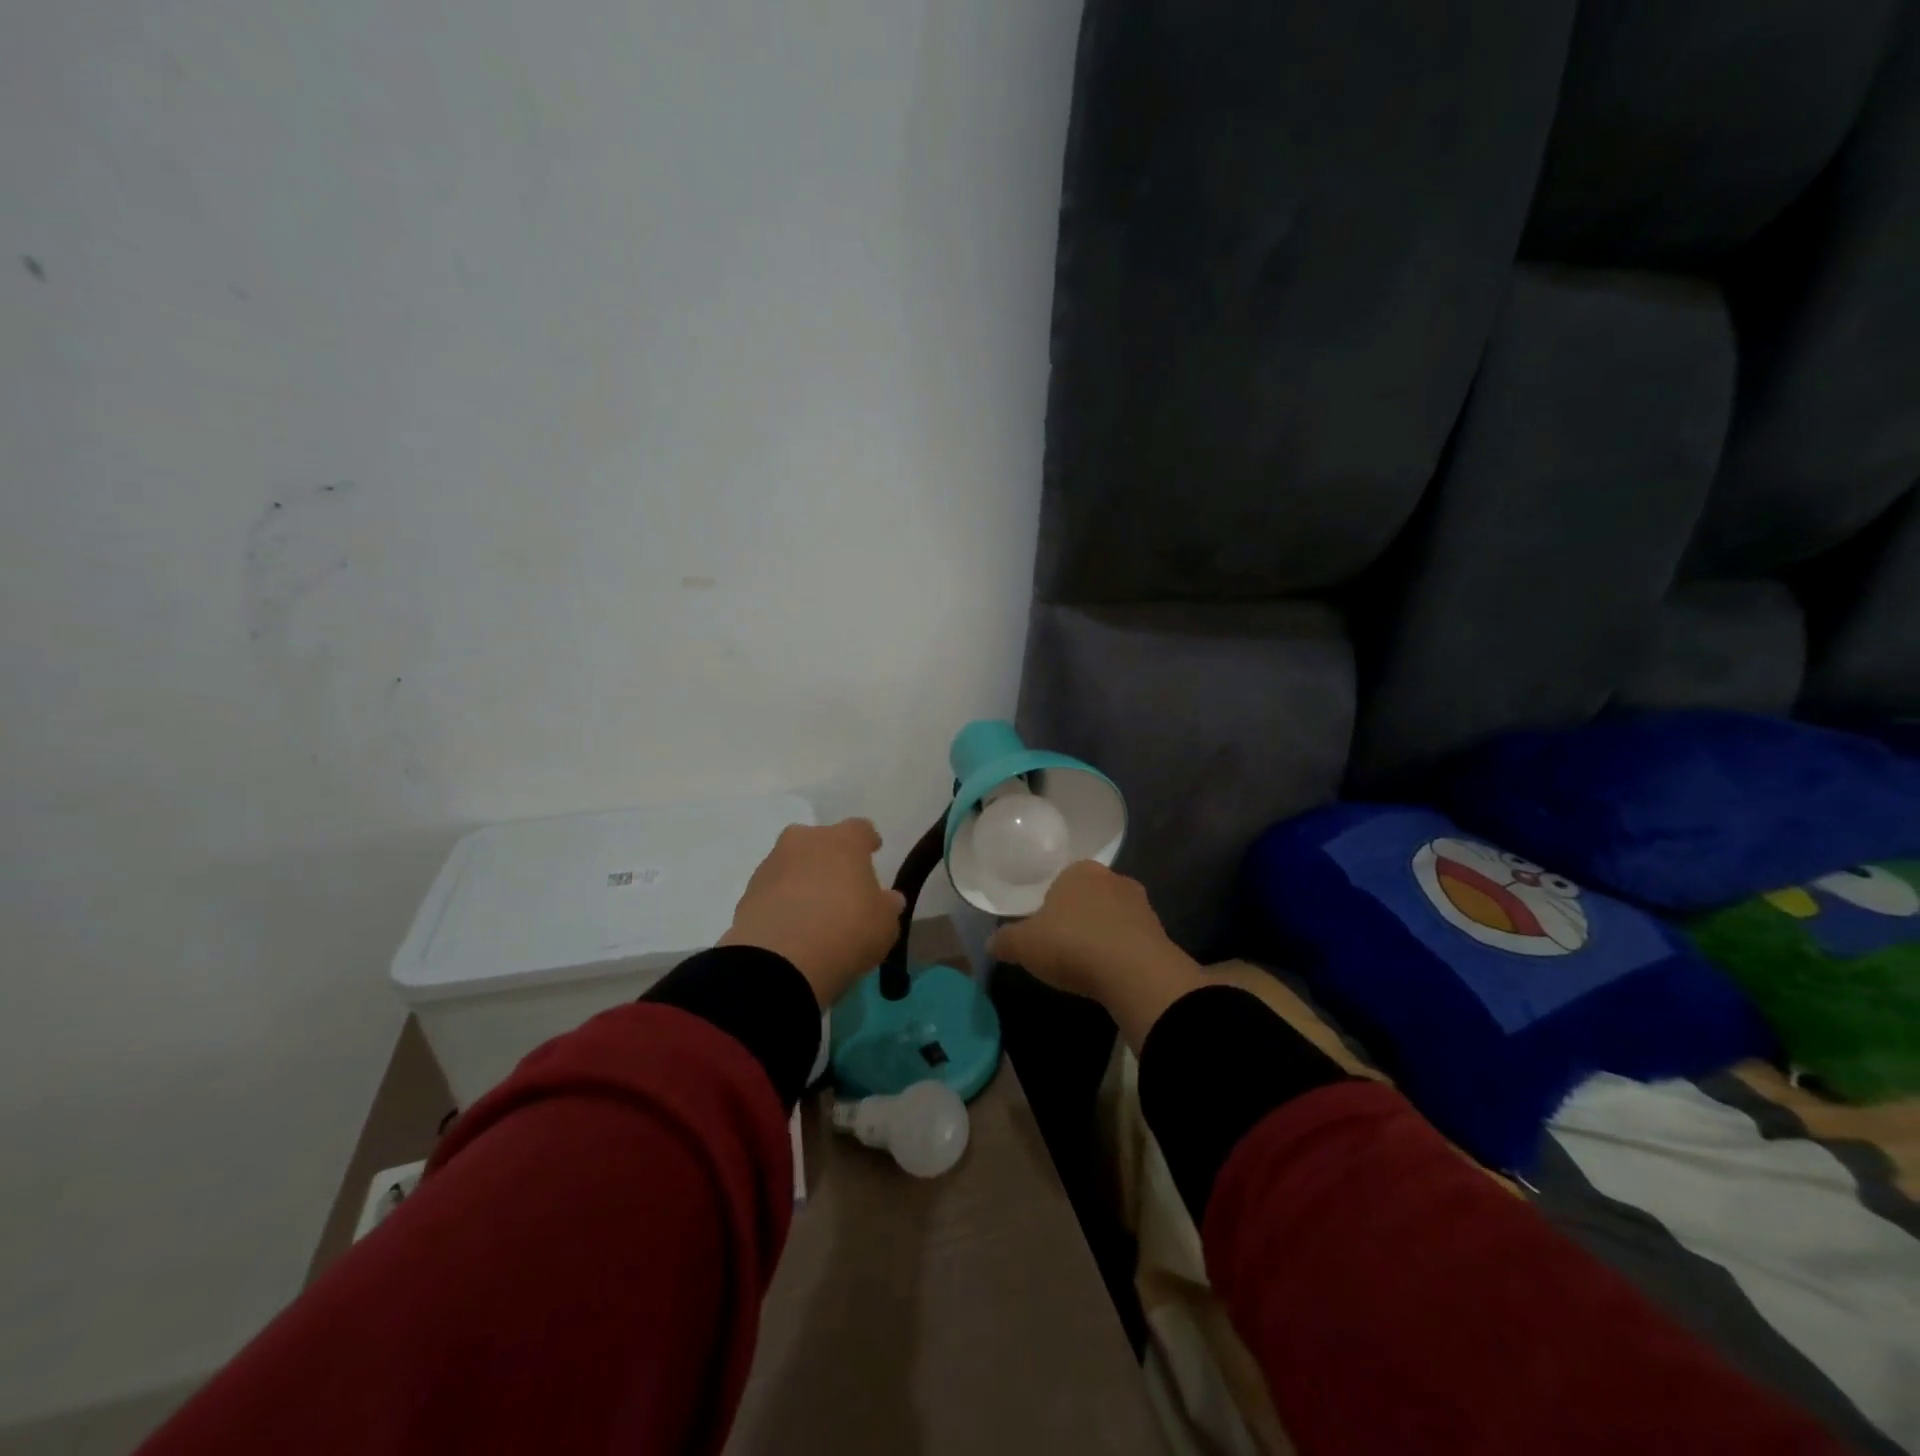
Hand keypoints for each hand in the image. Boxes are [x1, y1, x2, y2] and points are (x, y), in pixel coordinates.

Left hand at [720, 819, 904, 1008]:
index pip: (861, 829)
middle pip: (820, 842)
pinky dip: (782, 903)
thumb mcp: (884, 925)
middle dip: (829, 858)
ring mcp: (771, 865)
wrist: (779, 962)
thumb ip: (887, 907)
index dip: (868, 842)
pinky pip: (773, 891)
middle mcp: (804, 842)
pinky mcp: (747, 893)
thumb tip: (888, 899)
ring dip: (802, 881)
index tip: (873, 852)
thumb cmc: (846, 931)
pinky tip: (792, 928)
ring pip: (792, 865)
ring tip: (813, 913)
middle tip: (840, 886)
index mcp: (843, 841)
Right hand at [987, 861, 1204, 1049]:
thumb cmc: (1072, 945)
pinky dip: (1121, 952)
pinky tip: (1111, 974)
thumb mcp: (1024, 945)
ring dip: (1101, 935)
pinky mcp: (1160, 931)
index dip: (1049, 907)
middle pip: (1088, 897)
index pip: (1060, 881)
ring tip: (1088, 965)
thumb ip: (1005, 941)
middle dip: (1077, 918)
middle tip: (1063, 948)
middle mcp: (1112, 878)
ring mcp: (1140, 904)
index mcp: (1079, 871)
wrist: (1135, 973)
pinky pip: (1132, 939)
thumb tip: (992, 943)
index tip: (1044, 933)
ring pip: (1112, 917)